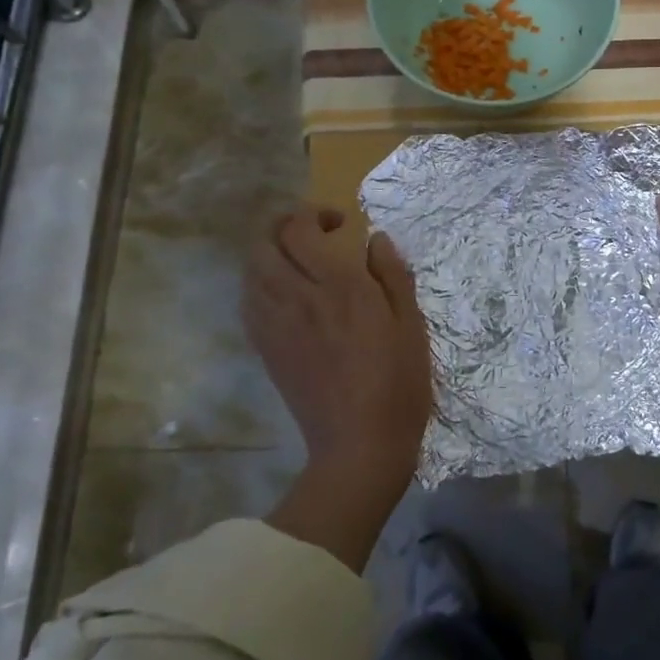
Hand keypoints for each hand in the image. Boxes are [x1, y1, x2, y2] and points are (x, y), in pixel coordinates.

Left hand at [243, 207, 433, 484]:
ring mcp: (276, 326)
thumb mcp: (411, 325)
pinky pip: (249, 302)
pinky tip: (285, 294)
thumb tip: (375, 239)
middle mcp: (298, 298)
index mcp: (338, 287)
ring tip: (298, 262)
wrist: (360, 446)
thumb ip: (392, 275)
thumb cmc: (397, 383)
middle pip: (263, 244)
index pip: (300, 230)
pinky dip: (260, 284)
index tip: (340, 224)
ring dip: (270, 254)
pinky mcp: (266, 350)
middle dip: (282, 226)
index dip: (313, 214)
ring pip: (250, 272)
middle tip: (312, 234)